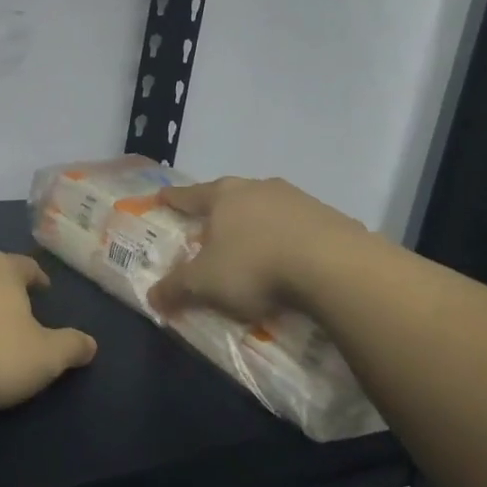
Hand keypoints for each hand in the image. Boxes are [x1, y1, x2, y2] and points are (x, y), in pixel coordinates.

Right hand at [148, 176, 364, 322]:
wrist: (334, 267)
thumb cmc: (255, 266)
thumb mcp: (204, 284)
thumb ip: (175, 288)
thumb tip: (152, 297)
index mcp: (224, 196)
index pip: (190, 195)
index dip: (173, 198)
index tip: (162, 196)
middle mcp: (258, 188)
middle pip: (230, 197)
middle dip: (218, 213)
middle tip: (209, 229)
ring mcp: (297, 199)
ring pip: (266, 210)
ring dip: (256, 226)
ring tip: (252, 249)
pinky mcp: (329, 217)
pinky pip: (297, 228)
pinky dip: (287, 240)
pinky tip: (289, 261)